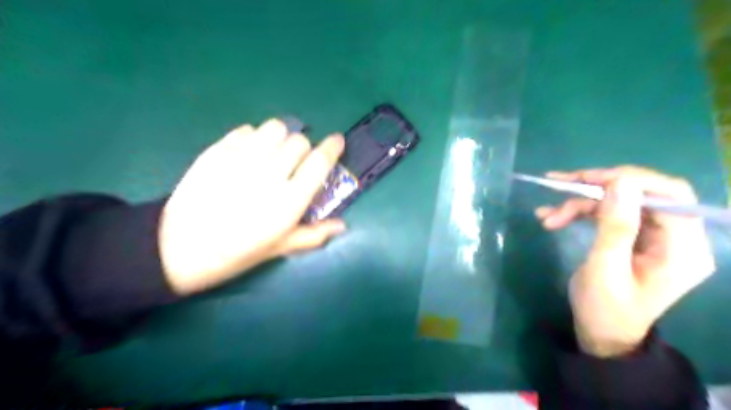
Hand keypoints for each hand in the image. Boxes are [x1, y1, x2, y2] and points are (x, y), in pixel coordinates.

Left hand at [159, 118, 345, 294]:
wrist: (180, 247)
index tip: (337, 141)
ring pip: (274, 128)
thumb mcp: (280, 248)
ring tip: (274, 152)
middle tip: (296, 162)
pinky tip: (249, 153)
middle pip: (299, 141)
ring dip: (281, 137)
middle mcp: (270, 173)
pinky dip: (255, 137)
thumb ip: (314, 235)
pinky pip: (247, 129)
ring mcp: (242, 158)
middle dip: (304, 149)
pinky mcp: (218, 150)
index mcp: (289, 200)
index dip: (333, 147)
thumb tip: (343, 226)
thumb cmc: (237, 252)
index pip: (320, 162)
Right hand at [535, 165, 714, 354]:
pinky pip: (609, 214)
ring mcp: (655, 237)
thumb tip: (621, 182)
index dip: (629, 180)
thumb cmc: (605, 309)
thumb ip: (616, 226)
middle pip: (641, 193)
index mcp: (682, 248)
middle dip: (597, 188)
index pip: (669, 195)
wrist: (602, 335)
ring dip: (581, 204)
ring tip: (547, 215)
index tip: (586, 179)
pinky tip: (553, 218)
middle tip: (559, 186)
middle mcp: (676, 237)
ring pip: (619, 202)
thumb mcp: (605, 269)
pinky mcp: (636, 238)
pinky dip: (581, 213)